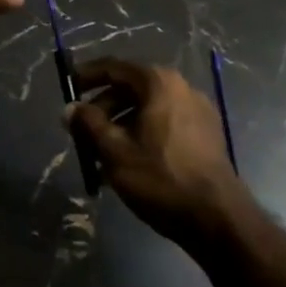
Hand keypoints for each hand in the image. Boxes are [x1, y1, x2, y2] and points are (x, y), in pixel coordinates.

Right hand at [66, 57, 246, 247]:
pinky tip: (128, 163)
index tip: (67, 86)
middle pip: (131, 89)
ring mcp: (197, 111)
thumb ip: (89, 124)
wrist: (218, 219)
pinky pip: (164, 124)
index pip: (114, 67)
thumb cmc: (161, 178)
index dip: (87, 76)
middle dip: (103, 109)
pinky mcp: (206, 134)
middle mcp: (180, 88)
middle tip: (81, 132)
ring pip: (147, 109)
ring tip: (100, 155)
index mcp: (159, 83)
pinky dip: (142, 134)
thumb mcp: (115, 151)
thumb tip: (70, 108)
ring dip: (120, 125)